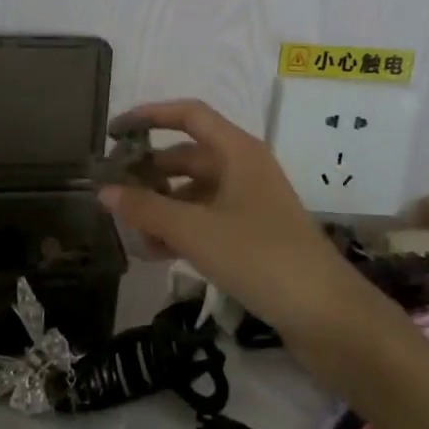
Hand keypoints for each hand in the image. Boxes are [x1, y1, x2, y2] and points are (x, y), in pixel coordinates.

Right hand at [96, 100, 369, 343]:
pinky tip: (156, 253)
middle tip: (111, 191)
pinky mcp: (253, 235)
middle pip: (188, 156)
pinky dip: (181, 230)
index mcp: (238, 151)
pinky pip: (207, 220)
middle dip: (149, 172)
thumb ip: (146, 209)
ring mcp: (250, 203)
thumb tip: (103, 190)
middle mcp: (245, 168)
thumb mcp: (195, 231)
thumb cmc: (259, 257)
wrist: (325, 313)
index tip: (113, 132)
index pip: (189, 115)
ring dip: (162, 207)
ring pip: (195, 192)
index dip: (149, 116)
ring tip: (129, 232)